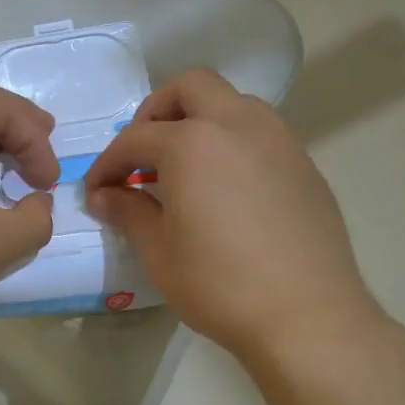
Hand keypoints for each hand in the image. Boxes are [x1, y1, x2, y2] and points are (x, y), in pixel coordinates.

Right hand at [84, 70, 383, 361]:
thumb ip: (129, 211)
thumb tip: (105, 196)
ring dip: (199, 121)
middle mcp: (238, 125)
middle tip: (142, 155)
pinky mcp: (304, 164)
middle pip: (191, 88)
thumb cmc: (219, 285)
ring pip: (232, 103)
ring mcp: (279, 140)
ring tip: (183, 169)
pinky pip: (260, 132)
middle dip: (157, 112)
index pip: (135, 139)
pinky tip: (223, 189)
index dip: (108, 165)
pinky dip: (231, 143)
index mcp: (192, 143)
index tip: (97, 193)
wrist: (307, 316)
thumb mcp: (159, 252)